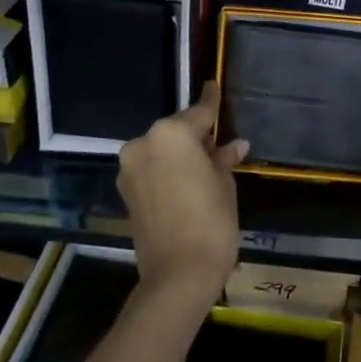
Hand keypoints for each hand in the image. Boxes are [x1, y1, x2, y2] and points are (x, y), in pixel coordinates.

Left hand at [117, 82, 247, 309]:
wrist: (178, 276)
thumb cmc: (211, 223)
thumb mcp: (224, 185)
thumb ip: (223, 159)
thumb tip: (235, 145)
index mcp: (170, 134)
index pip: (198, 112)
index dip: (211, 101)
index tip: (214, 85)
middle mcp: (144, 144)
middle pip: (176, 132)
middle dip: (195, 136)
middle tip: (218, 143)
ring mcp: (130, 169)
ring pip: (161, 151)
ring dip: (180, 156)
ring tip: (205, 167)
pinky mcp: (125, 193)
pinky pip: (152, 170)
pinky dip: (168, 172)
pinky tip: (187, 183)